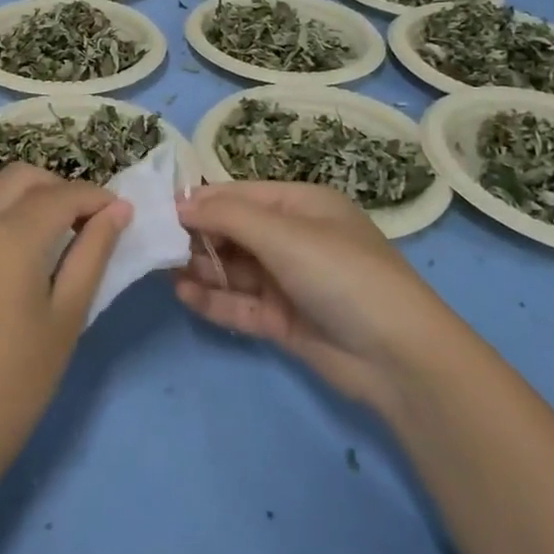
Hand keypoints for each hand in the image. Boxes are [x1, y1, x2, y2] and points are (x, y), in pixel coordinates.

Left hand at [0, 165, 129, 475]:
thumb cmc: (17, 379)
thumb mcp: (68, 315)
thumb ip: (93, 252)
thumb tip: (118, 209)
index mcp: (11, 235)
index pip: (63, 196)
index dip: (96, 197)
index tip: (117, 212)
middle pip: (22, 177)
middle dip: (58, 188)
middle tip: (81, 220)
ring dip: (16, 188)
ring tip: (37, 221)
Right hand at [175, 182, 442, 413]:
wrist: (398, 358)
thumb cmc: (341, 274)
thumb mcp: (284, 234)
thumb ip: (228, 216)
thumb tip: (179, 201)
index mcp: (301, 206)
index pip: (240, 195)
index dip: (201, 201)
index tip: (159, 211)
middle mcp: (294, 239)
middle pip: (234, 231)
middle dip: (197, 236)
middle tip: (154, 244)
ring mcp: (289, 282)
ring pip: (234, 269)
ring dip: (202, 268)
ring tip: (162, 269)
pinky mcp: (284, 321)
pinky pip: (241, 304)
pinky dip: (214, 299)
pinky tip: (184, 295)